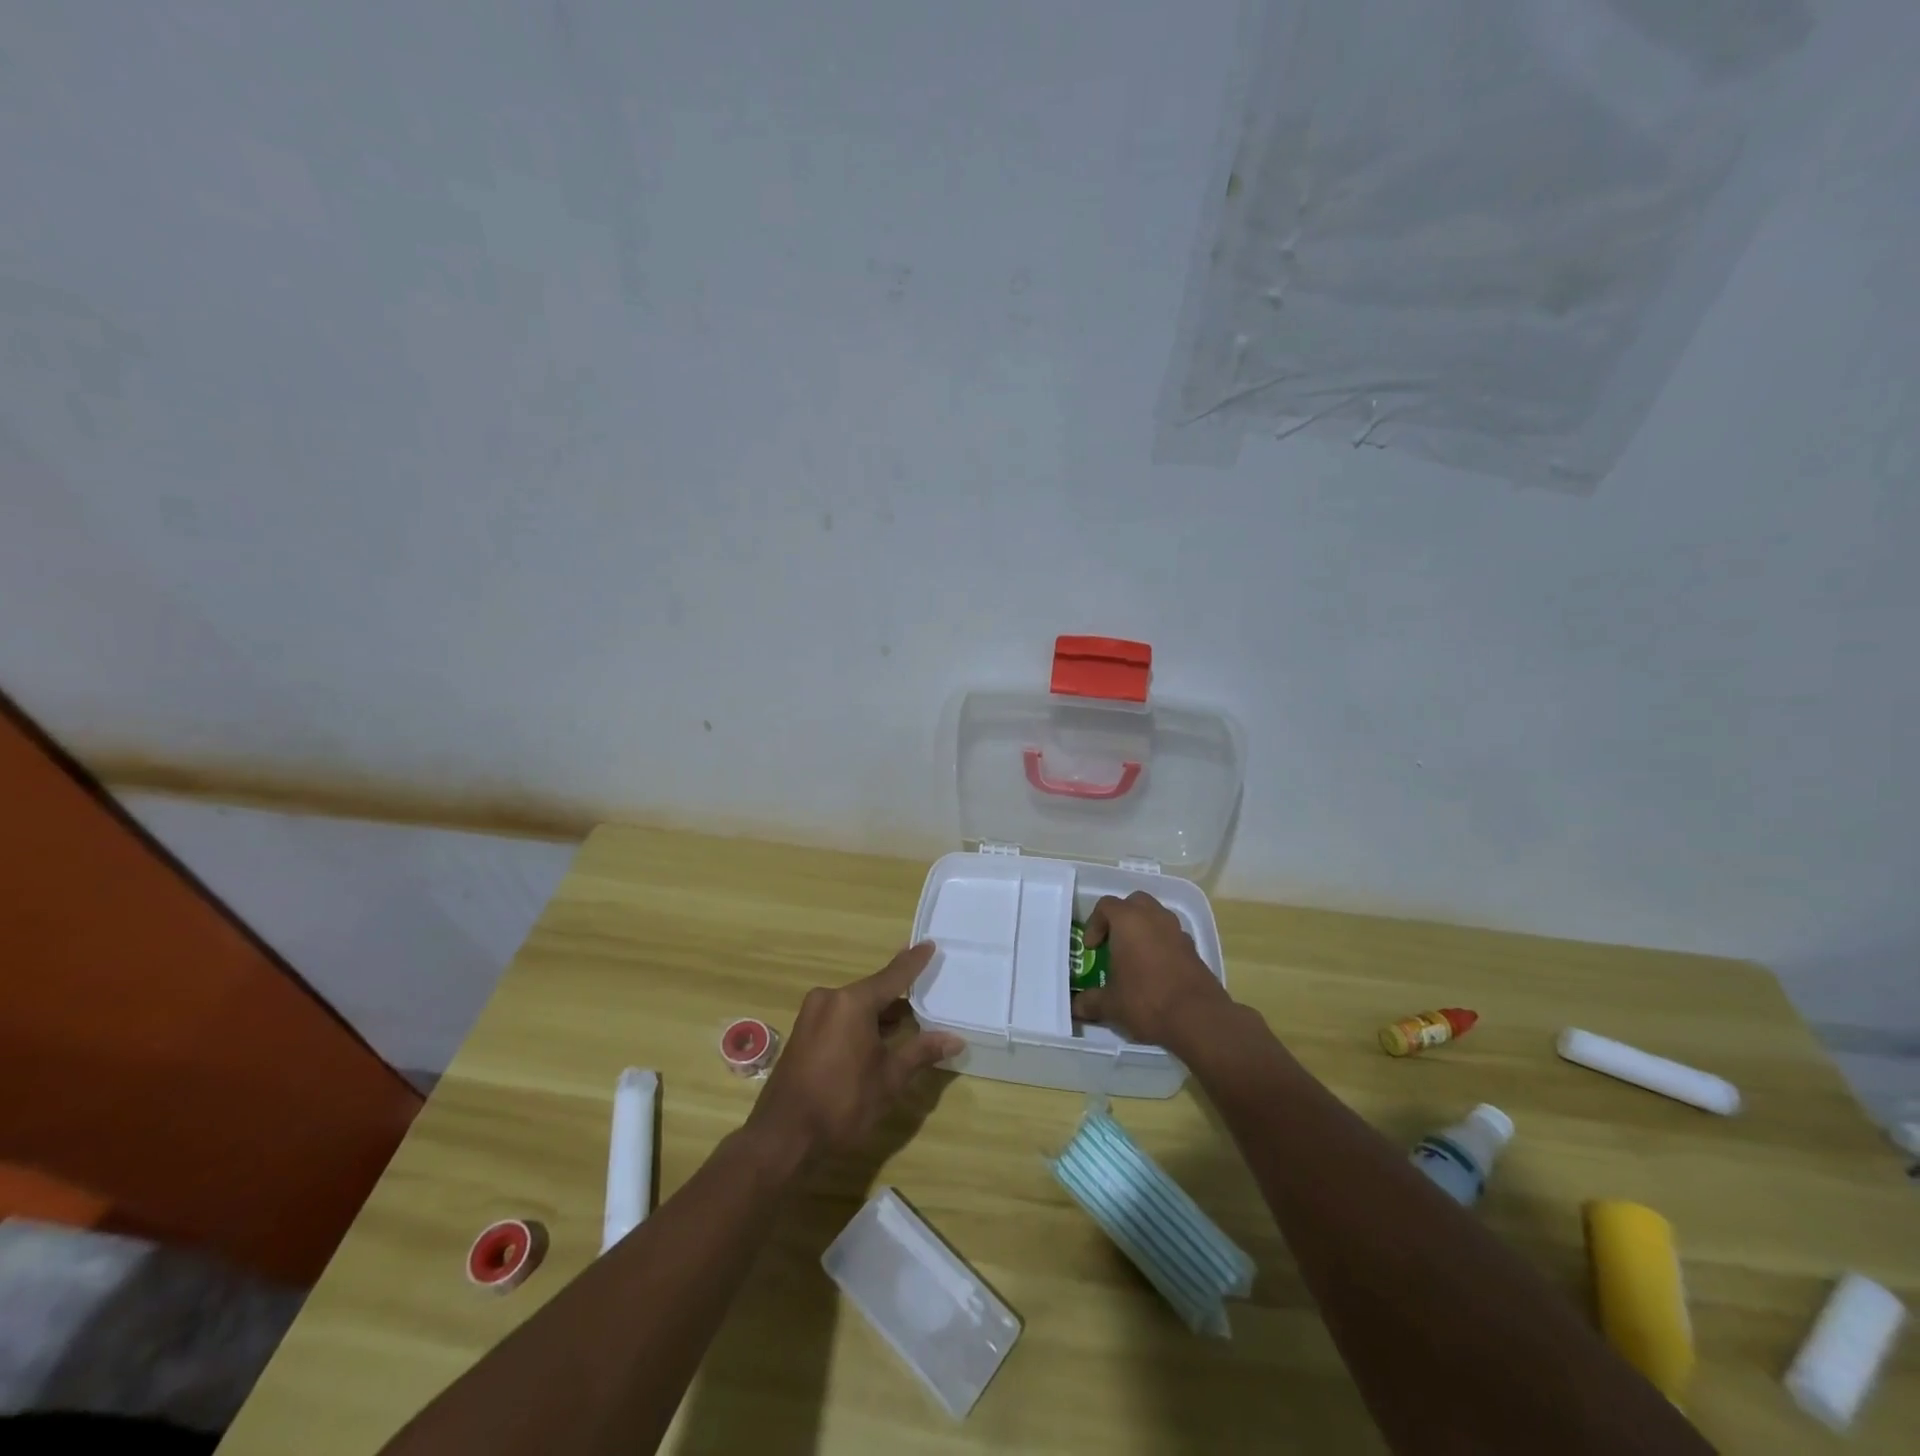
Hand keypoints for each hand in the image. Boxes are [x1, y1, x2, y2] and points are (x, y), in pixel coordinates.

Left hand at [745, 943, 962, 1163]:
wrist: (782, 1137)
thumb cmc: (841, 1103)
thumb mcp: (889, 1079)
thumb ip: (921, 1052)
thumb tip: (955, 1039)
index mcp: (852, 1002)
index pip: (892, 976)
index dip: (914, 962)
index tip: (929, 944)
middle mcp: (830, 998)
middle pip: (873, 990)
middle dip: (899, 995)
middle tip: (926, 989)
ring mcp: (812, 1014)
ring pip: (856, 1005)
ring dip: (880, 1013)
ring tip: (909, 1018)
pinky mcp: (803, 1032)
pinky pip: (840, 1016)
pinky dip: (861, 1022)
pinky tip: (878, 1036)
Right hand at [1072, 892, 1229, 1048]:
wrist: (1198, 1018)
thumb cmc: (1146, 1001)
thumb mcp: (1111, 1005)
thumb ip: (1090, 1002)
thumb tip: (1076, 1007)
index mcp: (1128, 921)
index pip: (1106, 906)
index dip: (1094, 924)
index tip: (1092, 948)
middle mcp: (1154, 917)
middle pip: (1134, 903)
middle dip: (1122, 918)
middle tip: (1113, 942)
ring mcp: (1178, 931)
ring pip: (1157, 917)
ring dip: (1144, 929)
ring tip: (1135, 957)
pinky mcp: (1194, 949)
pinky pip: (1172, 937)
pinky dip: (1161, 945)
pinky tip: (1156, 972)